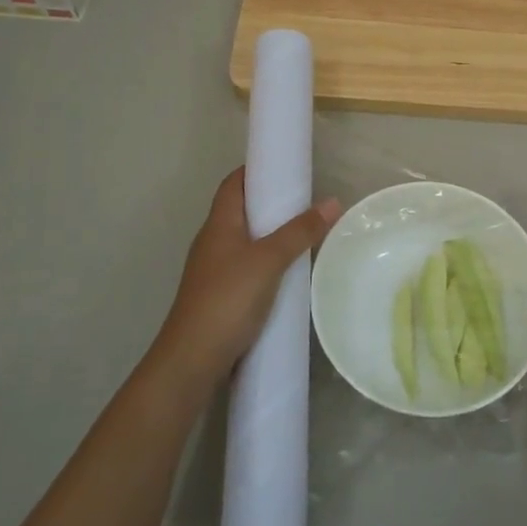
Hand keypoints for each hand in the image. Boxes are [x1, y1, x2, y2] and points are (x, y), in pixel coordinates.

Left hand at [147, 167, 338, 392]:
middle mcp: (212, 242)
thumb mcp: (269, 260)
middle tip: (305, 202)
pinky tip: (288, 274)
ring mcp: (214, 271)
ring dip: (270, 235)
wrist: (193, 359)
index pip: (233, 183)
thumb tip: (333, 202)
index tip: (285, 167)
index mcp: (218, 224)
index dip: (255, 170)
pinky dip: (267, 263)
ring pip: (245, 241)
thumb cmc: (228, 299)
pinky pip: (247, 268)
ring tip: (304, 235)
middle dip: (270, 203)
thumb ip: (300, 231)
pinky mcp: (220, 296)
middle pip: (240, 211)